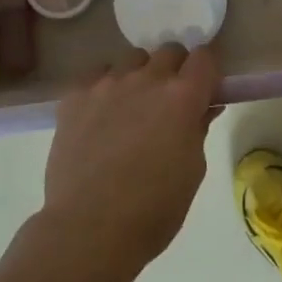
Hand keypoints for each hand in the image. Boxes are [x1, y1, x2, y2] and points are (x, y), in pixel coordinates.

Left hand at [41, 45, 219, 276]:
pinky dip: (104, 86)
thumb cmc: (154, 209)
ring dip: (139, 76)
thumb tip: (203, 108)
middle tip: (168, 102)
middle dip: (174, 70)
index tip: (204, 88)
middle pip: (169, 51)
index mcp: (182, 97)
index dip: (206, 71)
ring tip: (130, 107)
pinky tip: (100, 114)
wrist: (89, 230)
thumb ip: (198, 129)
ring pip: (132, 59)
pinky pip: (96, 74)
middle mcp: (147, 79)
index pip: (204, 57)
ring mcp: (107, 84)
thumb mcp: (193, 170)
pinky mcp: (75, 96)